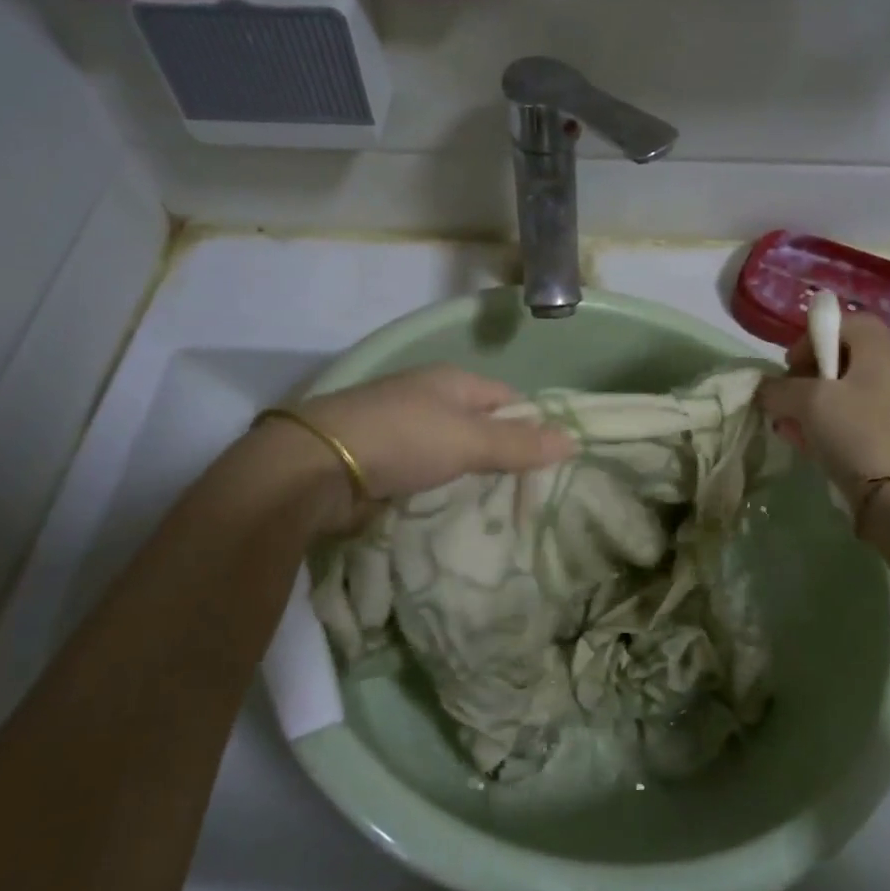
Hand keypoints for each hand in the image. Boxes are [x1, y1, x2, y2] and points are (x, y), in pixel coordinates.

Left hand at [249, 367, 575, 534]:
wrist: (316, 468)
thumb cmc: (403, 439)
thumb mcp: (469, 440)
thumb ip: (520, 443)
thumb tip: (574, 441)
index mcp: (451, 380)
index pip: (507, 397)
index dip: (532, 424)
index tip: (553, 461)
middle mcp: (427, 398)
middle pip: (479, 425)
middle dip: (503, 455)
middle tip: (532, 492)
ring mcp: (400, 429)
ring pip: (452, 452)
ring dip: (471, 475)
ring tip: (501, 508)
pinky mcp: (380, 461)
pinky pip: (426, 473)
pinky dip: (441, 489)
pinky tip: (455, 510)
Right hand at [758, 313, 889, 498]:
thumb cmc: (856, 433)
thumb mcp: (808, 402)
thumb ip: (779, 388)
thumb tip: (765, 389)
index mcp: (879, 351)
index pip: (846, 321)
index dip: (813, 336)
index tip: (791, 364)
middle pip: (842, 357)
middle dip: (807, 375)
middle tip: (788, 397)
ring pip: (843, 391)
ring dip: (811, 404)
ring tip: (790, 426)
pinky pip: (851, 418)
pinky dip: (827, 426)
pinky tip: (807, 446)